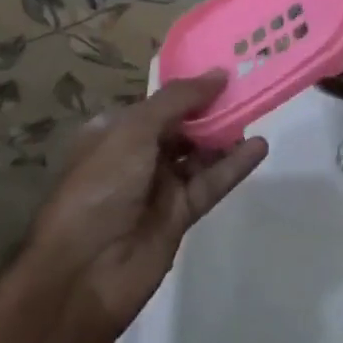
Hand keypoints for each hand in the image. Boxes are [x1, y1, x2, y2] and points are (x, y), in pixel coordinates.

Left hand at [24, 73, 267, 336]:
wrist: (83, 272)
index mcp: (115, 130)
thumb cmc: (100, 185)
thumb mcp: (134, 130)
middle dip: (212, 110)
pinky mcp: (180, 215)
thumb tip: (218, 74)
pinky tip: (259, 147)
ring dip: (226, 136)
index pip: (159, 103)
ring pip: (199, 154)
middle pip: (182, 126)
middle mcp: (136, 155)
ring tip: (258, 111)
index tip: (225, 71)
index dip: (190, 88)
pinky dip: (234, 166)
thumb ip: (178, 100)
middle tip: (250, 88)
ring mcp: (159, 187)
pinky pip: (211, 183)